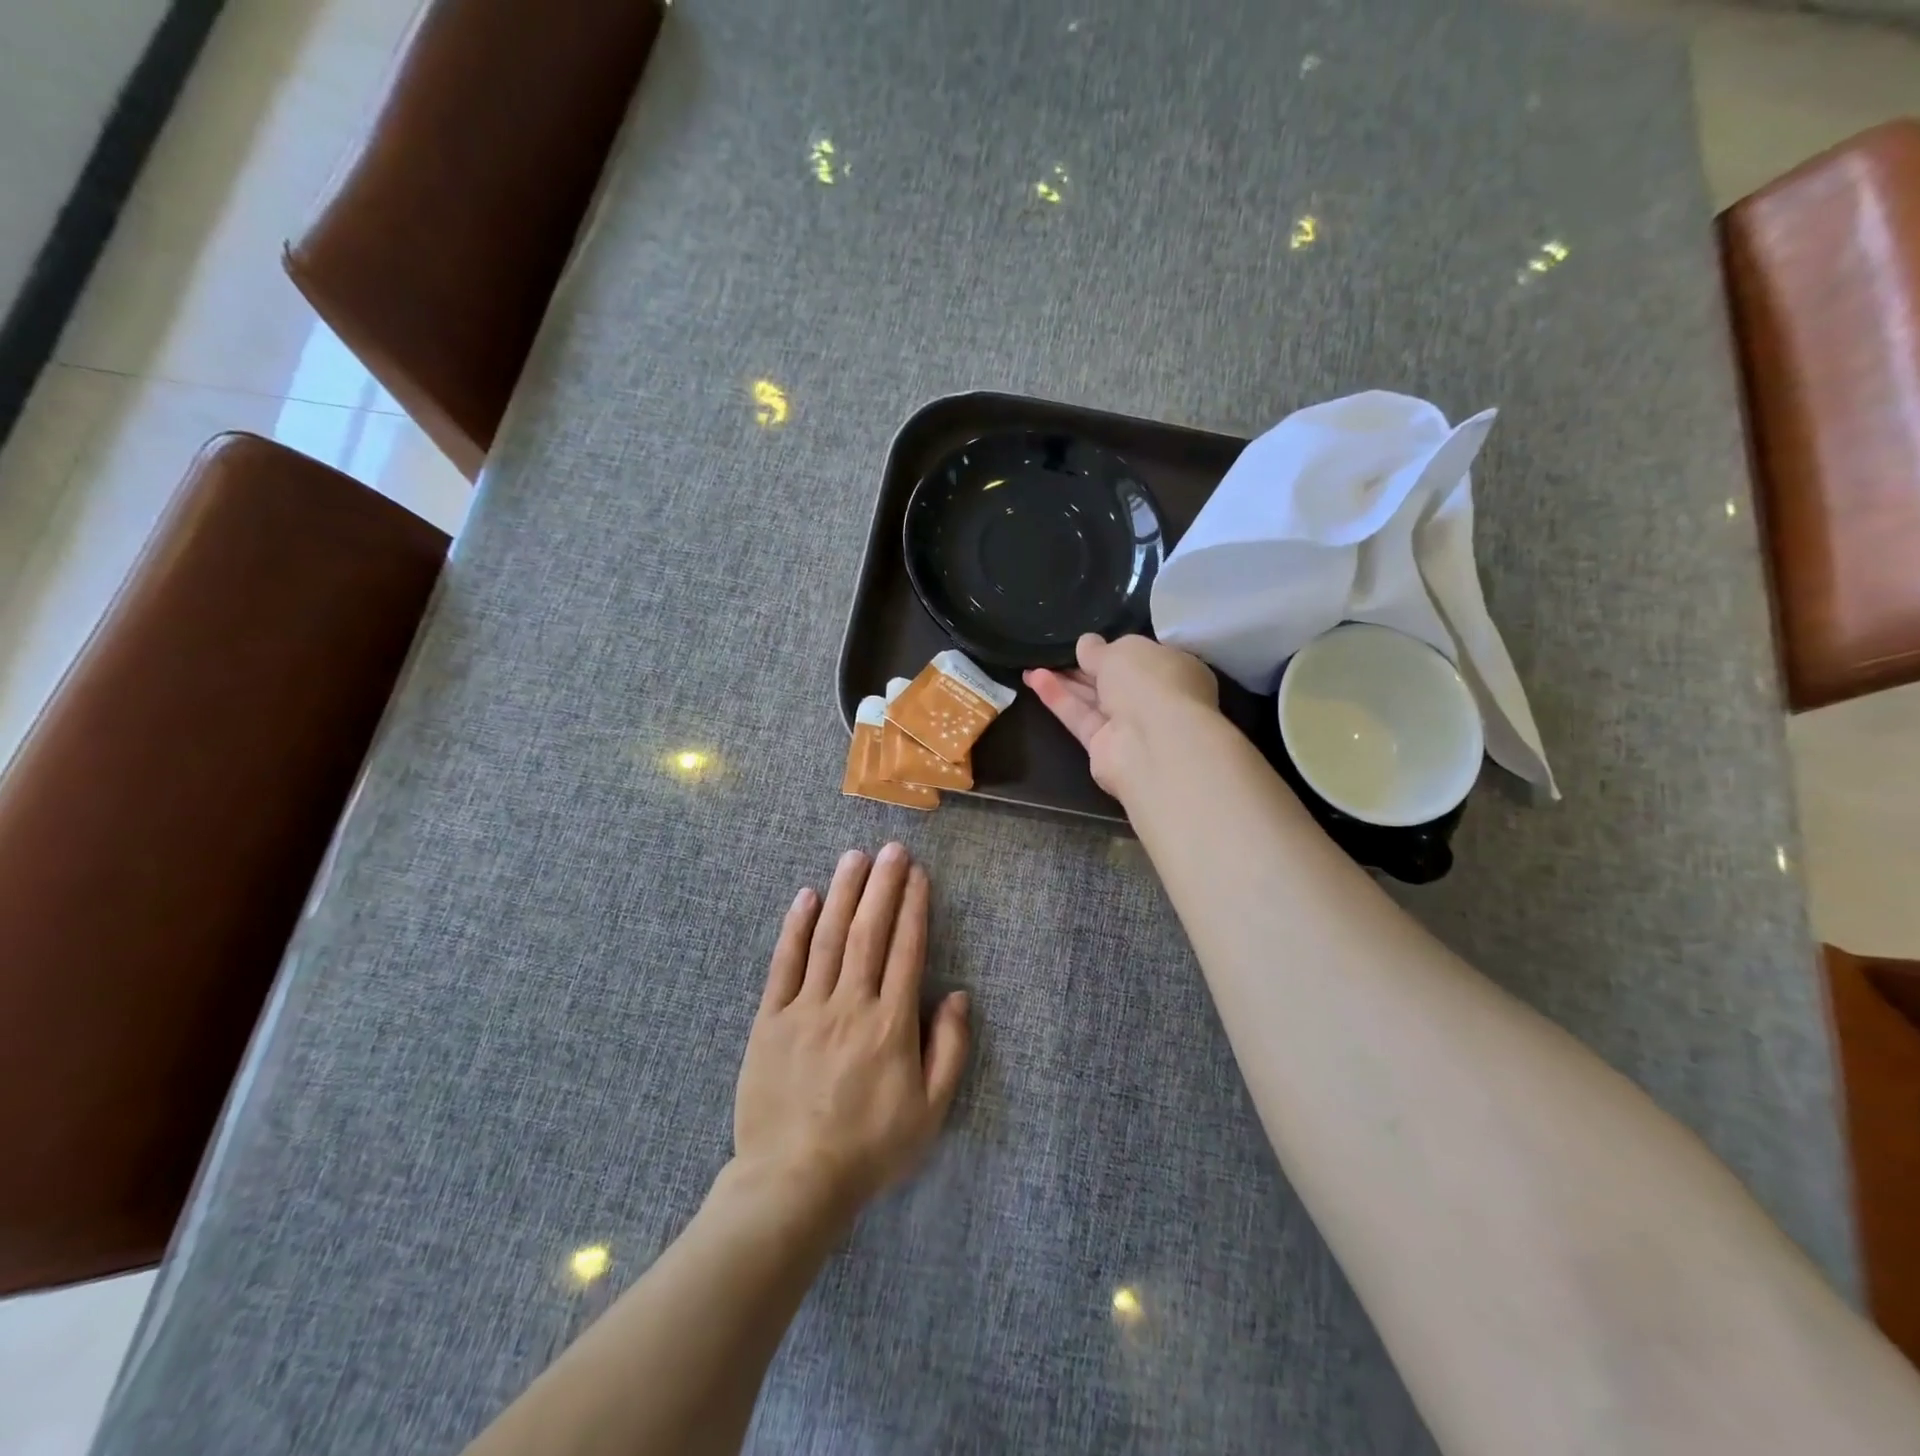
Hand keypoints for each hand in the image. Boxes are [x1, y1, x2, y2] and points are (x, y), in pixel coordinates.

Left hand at [733, 844, 970, 1220]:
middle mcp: (850, 1004)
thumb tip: (958, 996)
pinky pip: (784, 963)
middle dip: (883, 885)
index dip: (914, 907)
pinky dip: (796, 926)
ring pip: (829, 937)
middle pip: (869, 931)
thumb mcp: (929, 1112)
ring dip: (844, 892)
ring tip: (855, 856)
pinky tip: (807, 896)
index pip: (906, 950)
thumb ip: (949, 1050)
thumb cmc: (869, 1148)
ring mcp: (806, 1008)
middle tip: (892, 848)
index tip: (918, 874)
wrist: (793, 1182)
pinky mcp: (770, 1019)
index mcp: (891, 1024)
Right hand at [1024, 634, 1219, 799]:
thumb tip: (1086, 644)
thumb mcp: (1122, 650)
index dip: (1115, 649)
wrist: (1154, 743)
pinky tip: (1034, 678)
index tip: (1088, 642)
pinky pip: (1079, 717)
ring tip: (1032, 663)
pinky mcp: (1104, 747)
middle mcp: (1154, 699)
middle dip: (1084, 666)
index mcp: (1174, 670)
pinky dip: (1058, 699)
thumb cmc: (1150, 682)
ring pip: (1092, 699)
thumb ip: (1099, 649)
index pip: (1142, 658)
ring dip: (1064, 681)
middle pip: (1113, 680)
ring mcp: (1130, 726)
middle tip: (1052, 651)